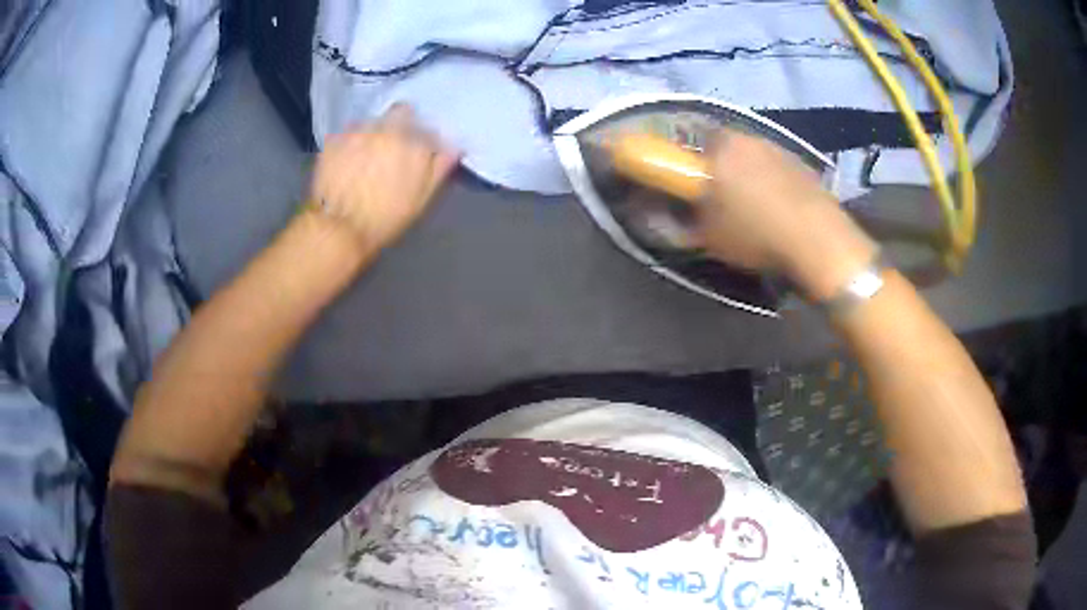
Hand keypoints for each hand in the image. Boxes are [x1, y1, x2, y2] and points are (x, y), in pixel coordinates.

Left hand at [308, 104, 459, 255]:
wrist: (340, 229)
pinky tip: (345, 160)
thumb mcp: (421, 198)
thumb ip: (439, 169)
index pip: (428, 130)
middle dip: (401, 123)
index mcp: (415, 143)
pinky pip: (346, 133)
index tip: (419, 153)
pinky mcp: (334, 139)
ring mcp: (359, 131)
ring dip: (373, 131)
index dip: (424, 141)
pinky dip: (348, 142)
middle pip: (400, 112)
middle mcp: (388, 129)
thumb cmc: (386, 218)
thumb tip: (454, 148)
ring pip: (373, 120)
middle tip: (393, 146)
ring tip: (366, 154)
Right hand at [696, 129, 877, 298]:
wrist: (818, 241)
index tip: (692, 183)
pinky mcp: (805, 166)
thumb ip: (685, 219)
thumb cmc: (755, 233)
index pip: (694, 141)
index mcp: (721, 146)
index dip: (691, 162)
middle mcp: (750, 138)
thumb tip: (675, 213)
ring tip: (754, 208)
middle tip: (721, 198)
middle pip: (728, 146)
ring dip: (751, 175)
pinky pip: (779, 170)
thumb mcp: (708, 236)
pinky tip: (780, 211)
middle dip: (722, 167)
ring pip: (756, 157)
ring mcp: (781, 149)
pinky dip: (775, 184)